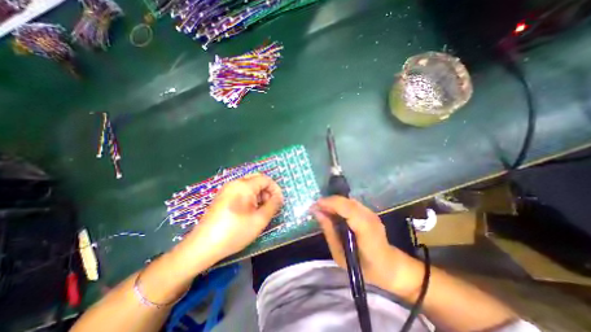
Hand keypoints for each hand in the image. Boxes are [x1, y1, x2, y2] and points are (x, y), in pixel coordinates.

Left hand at [185, 173, 284, 263]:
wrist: (202, 246)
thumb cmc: (234, 232)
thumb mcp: (259, 220)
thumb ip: (273, 205)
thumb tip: (279, 197)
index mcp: (244, 185)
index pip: (265, 179)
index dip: (275, 189)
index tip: (279, 202)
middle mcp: (234, 183)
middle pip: (257, 180)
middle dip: (267, 191)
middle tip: (271, 206)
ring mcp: (226, 189)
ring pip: (249, 186)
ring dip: (259, 195)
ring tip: (261, 210)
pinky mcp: (222, 197)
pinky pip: (240, 191)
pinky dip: (250, 197)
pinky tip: (249, 211)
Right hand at [314, 194, 419, 294]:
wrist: (389, 266)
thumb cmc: (364, 267)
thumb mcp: (340, 255)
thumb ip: (329, 231)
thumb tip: (318, 213)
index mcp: (366, 230)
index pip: (348, 209)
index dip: (330, 203)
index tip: (315, 205)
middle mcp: (370, 217)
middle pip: (347, 201)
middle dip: (329, 201)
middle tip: (315, 207)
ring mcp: (371, 213)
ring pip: (348, 200)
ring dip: (333, 202)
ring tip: (321, 209)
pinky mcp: (369, 212)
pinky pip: (351, 204)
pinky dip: (339, 205)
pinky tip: (332, 211)